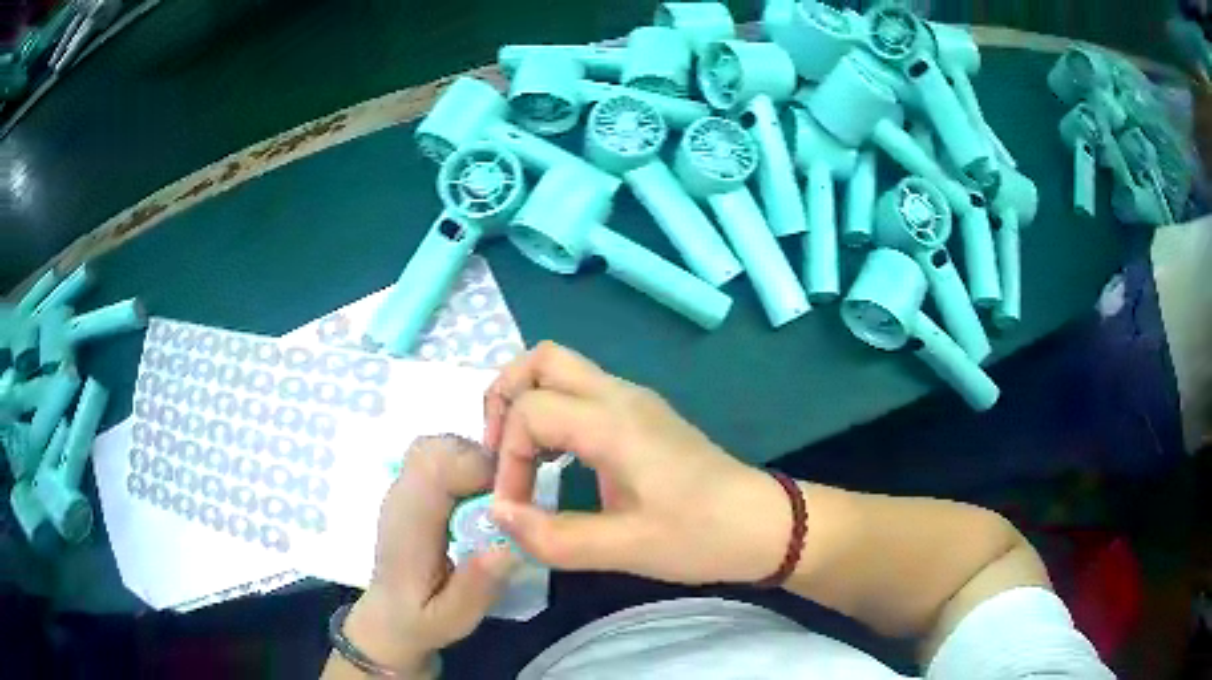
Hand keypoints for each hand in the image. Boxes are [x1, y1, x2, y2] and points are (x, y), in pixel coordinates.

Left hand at [342, 436, 517, 674]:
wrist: (388, 619)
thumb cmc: (421, 620)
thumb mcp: (454, 619)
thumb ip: (476, 586)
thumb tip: (507, 545)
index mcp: (409, 525)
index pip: (437, 468)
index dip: (480, 470)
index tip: (511, 499)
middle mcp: (401, 497)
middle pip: (436, 447)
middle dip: (479, 460)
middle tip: (506, 497)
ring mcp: (401, 490)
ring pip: (436, 446)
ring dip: (471, 460)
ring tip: (493, 497)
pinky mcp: (409, 491)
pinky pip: (435, 457)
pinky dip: (462, 464)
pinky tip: (476, 498)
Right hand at [482, 342, 789, 584]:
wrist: (764, 525)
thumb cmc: (701, 536)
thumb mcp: (625, 549)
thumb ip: (552, 537)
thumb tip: (496, 514)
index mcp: (613, 423)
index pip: (530, 411)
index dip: (506, 458)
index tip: (515, 507)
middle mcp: (620, 396)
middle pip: (541, 359)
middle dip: (504, 397)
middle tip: (497, 449)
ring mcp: (634, 400)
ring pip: (562, 370)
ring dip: (527, 403)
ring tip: (520, 457)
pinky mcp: (643, 415)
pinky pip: (582, 392)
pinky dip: (553, 413)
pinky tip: (556, 460)